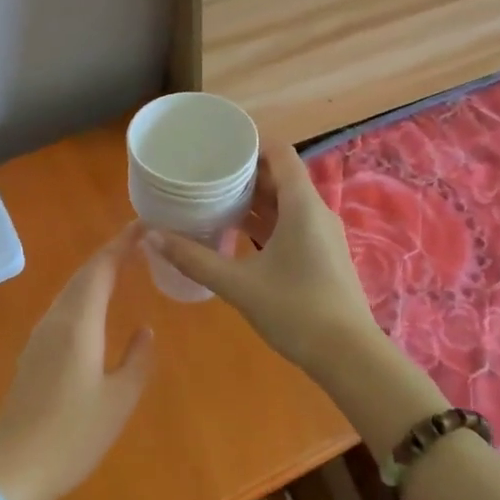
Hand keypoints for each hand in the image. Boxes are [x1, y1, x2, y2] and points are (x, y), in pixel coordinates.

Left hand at [0, 224, 154, 499]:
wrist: (11, 472)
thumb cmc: (71, 436)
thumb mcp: (118, 402)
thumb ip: (136, 361)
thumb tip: (145, 330)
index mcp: (78, 324)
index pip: (100, 269)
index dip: (121, 244)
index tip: (144, 225)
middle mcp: (55, 321)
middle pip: (82, 275)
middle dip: (110, 254)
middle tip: (139, 241)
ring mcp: (39, 338)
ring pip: (70, 292)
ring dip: (95, 274)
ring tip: (123, 267)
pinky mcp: (33, 356)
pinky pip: (63, 310)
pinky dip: (84, 296)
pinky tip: (95, 309)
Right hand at [149, 141, 379, 379]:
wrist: (349, 356)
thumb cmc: (296, 311)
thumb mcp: (239, 285)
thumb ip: (195, 259)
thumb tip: (150, 237)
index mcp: (302, 205)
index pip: (280, 153)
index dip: (251, 142)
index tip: (218, 144)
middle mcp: (316, 211)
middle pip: (280, 176)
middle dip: (245, 171)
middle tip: (205, 172)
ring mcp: (321, 234)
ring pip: (286, 202)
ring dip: (254, 199)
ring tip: (214, 198)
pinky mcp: (321, 255)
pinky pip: (291, 223)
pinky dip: (265, 221)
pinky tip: (236, 233)